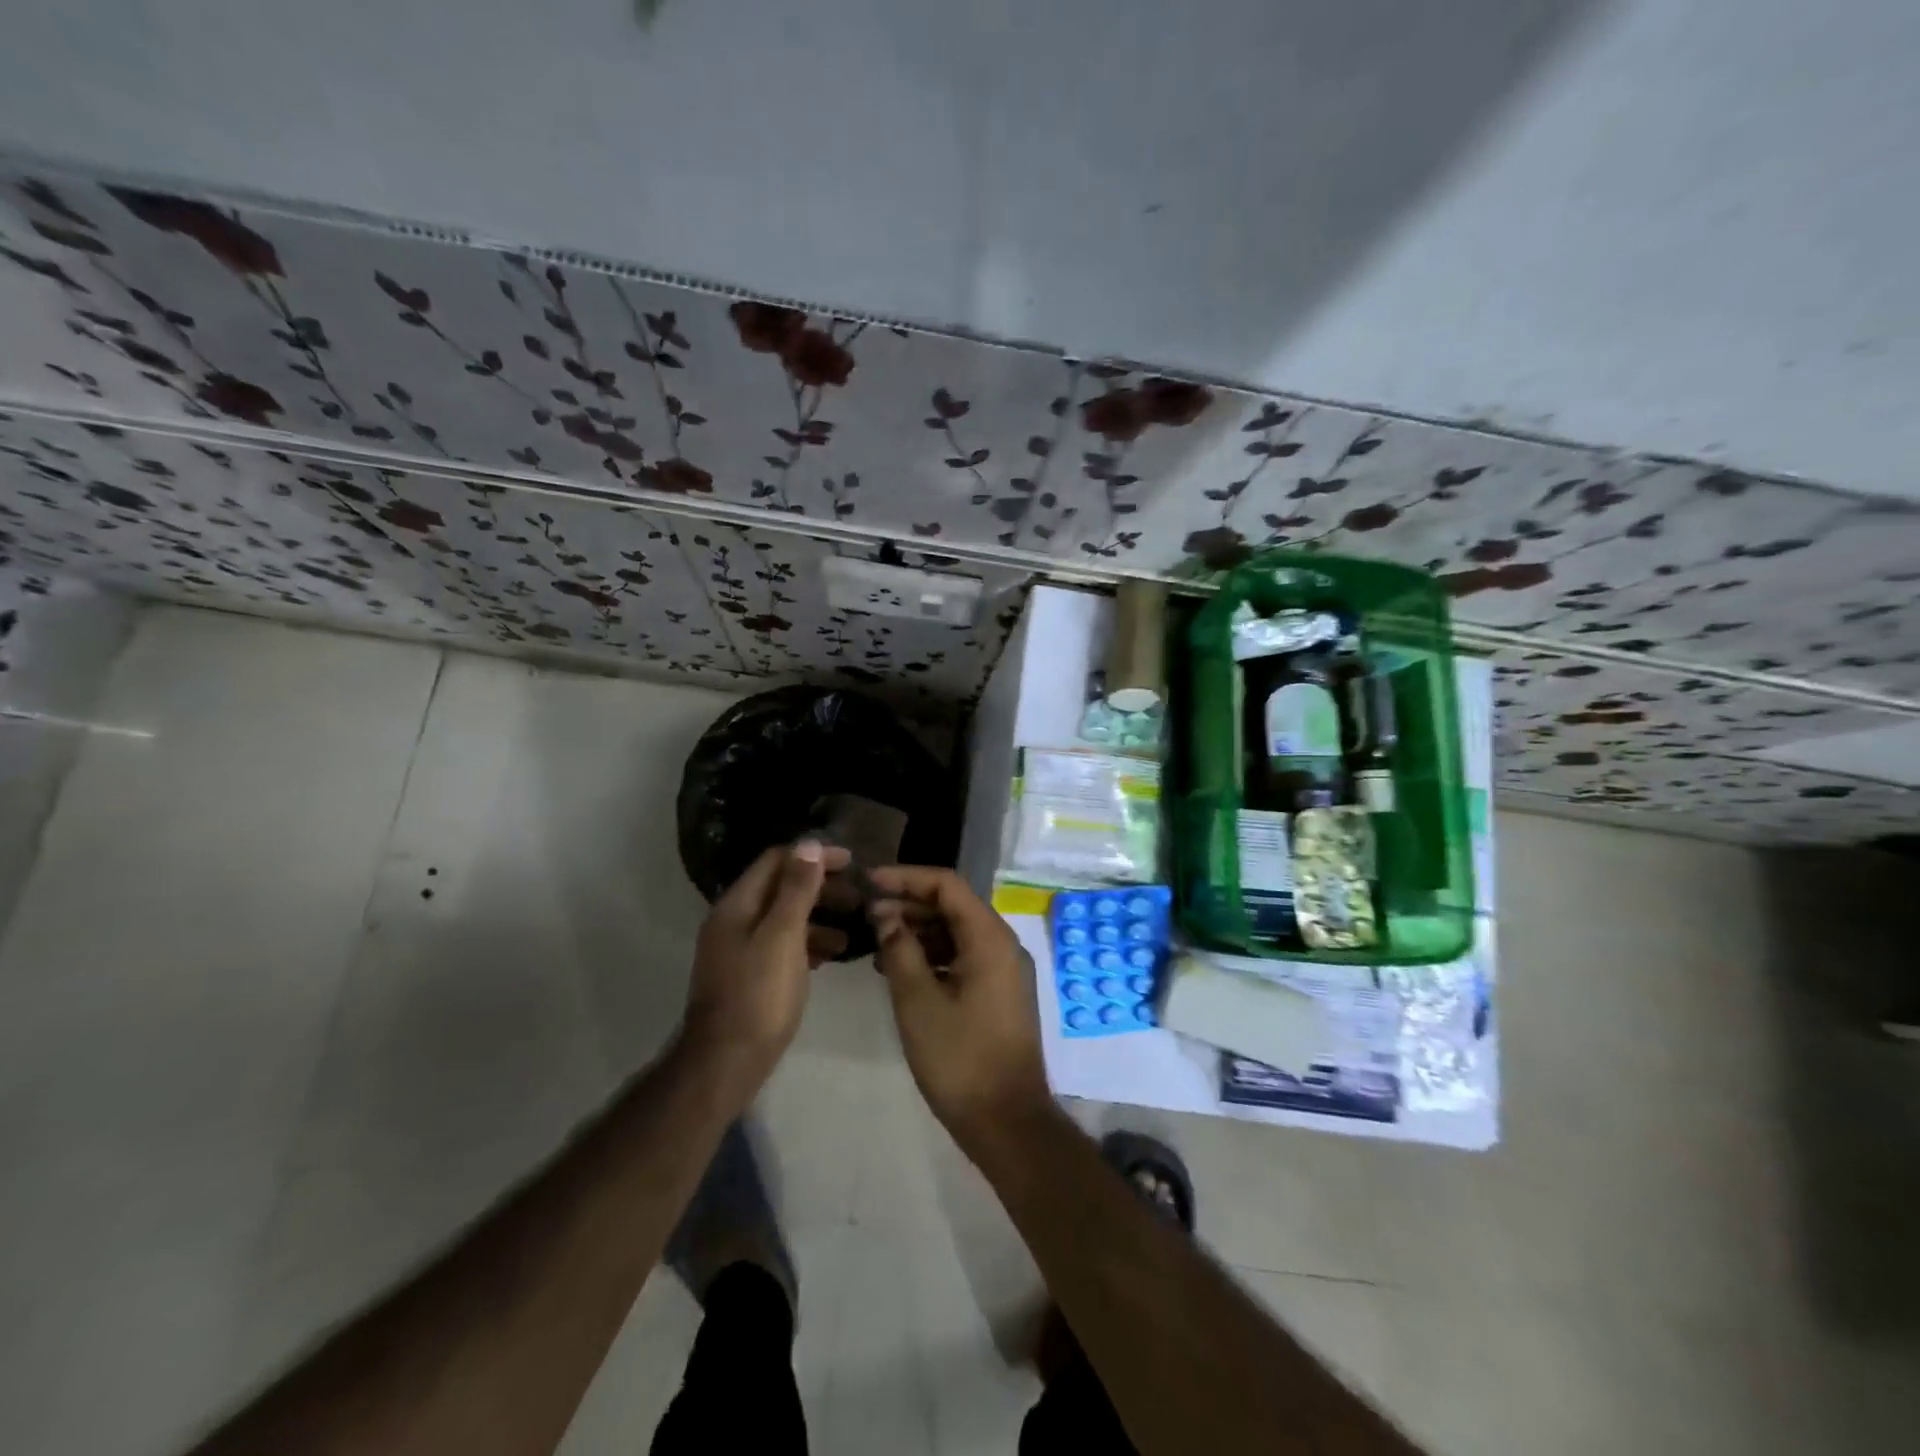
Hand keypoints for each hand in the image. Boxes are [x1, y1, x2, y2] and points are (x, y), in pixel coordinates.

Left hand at [685, 840, 850, 1092]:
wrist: (726, 1063)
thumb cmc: (759, 995)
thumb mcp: (783, 936)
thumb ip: (797, 890)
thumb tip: (809, 844)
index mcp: (737, 905)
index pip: (776, 861)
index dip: (813, 856)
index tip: (851, 862)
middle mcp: (734, 921)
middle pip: (780, 888)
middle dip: (820, 887)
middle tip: (858, 896)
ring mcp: (740, 950)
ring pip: (784, 919)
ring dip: (819, 917)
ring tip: (853, 928)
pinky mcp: (750, 976)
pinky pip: (783, 946)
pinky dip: (809, 943)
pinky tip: (833, 955)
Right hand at [867, 866, 1052, 1150]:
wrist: (1006, 1121)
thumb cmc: (960, 1059)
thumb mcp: (918, 1002)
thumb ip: (899, 950)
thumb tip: (885, 915)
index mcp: (989, 938)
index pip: (947, 885)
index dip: (906, 878)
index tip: (869, 883)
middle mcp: (1002, 944)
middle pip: (953, 906)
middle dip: (909, 904)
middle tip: (867, 915)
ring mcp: (1002, 970)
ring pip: (956, 932)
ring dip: (918, 931)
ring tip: (876, 941)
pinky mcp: (997, 992)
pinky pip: (962, 957)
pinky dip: (932, 955)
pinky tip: (899, 968)